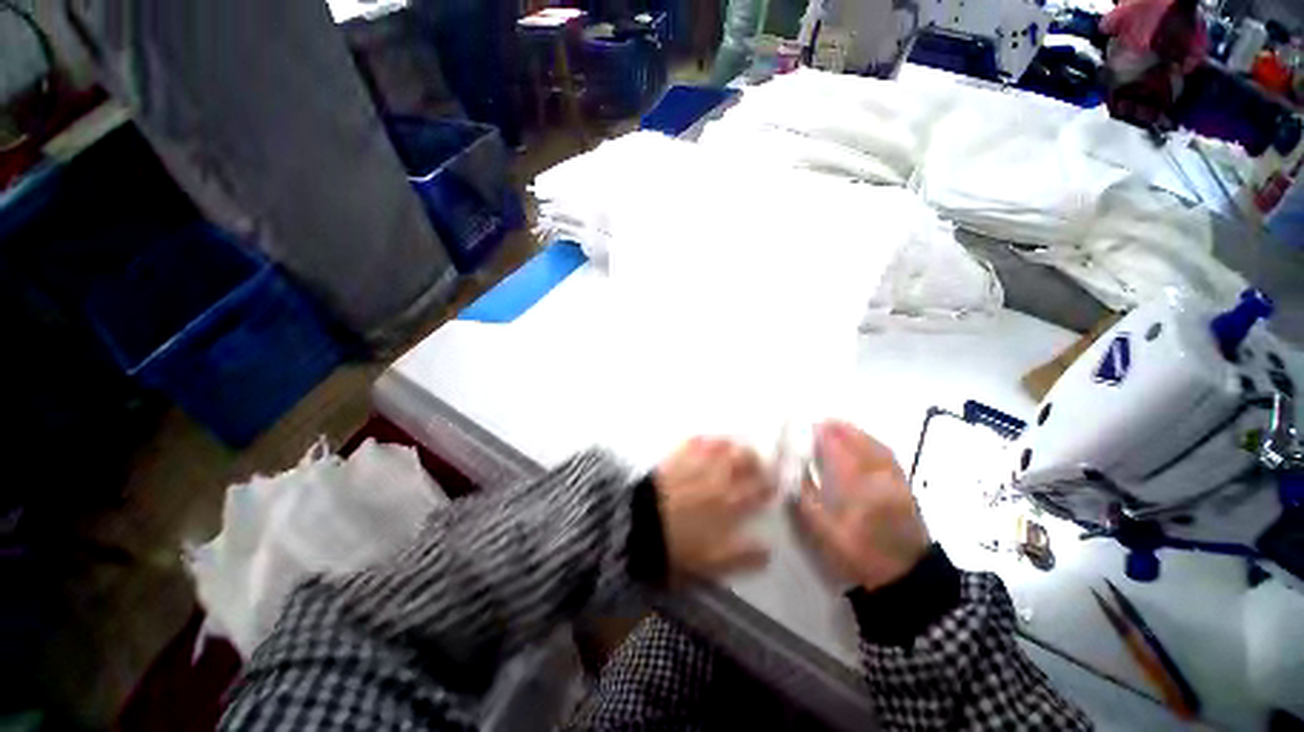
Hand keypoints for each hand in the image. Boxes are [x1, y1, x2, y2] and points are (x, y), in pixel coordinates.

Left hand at [655, 438, 774, 580]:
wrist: (636, 525)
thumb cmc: (674, 547)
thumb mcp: (711, 563)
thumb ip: (741, 555)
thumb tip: (767, 549)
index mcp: (728, 503)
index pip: (759, 488)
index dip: (769, 484)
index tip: (773, 484)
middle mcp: (717, 477)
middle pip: (745, 459)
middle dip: (756, 460)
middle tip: (757, 465)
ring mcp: (696, 462)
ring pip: (724, 445)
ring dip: (734, 447)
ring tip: (735, 450)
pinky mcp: (676, 456)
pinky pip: (697, 440)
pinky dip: (706, 440)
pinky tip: (707, 442)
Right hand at [798, 422, 929, 591]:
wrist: (905, 578)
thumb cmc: (858, 554)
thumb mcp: (823, 531)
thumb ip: (806, 497)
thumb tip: (793, 470)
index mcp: (857, 489)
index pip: (837, 451)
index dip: (822, 436)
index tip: (808, 427)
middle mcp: (879, 479)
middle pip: (859, 443)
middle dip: (839, 429)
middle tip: (820, 422)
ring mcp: (896, 481)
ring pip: (876, 447)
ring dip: (856, 433)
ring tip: (838, 426)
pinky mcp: (905, 486)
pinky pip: (888, 455)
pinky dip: (873, 443)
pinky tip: (864, 443)